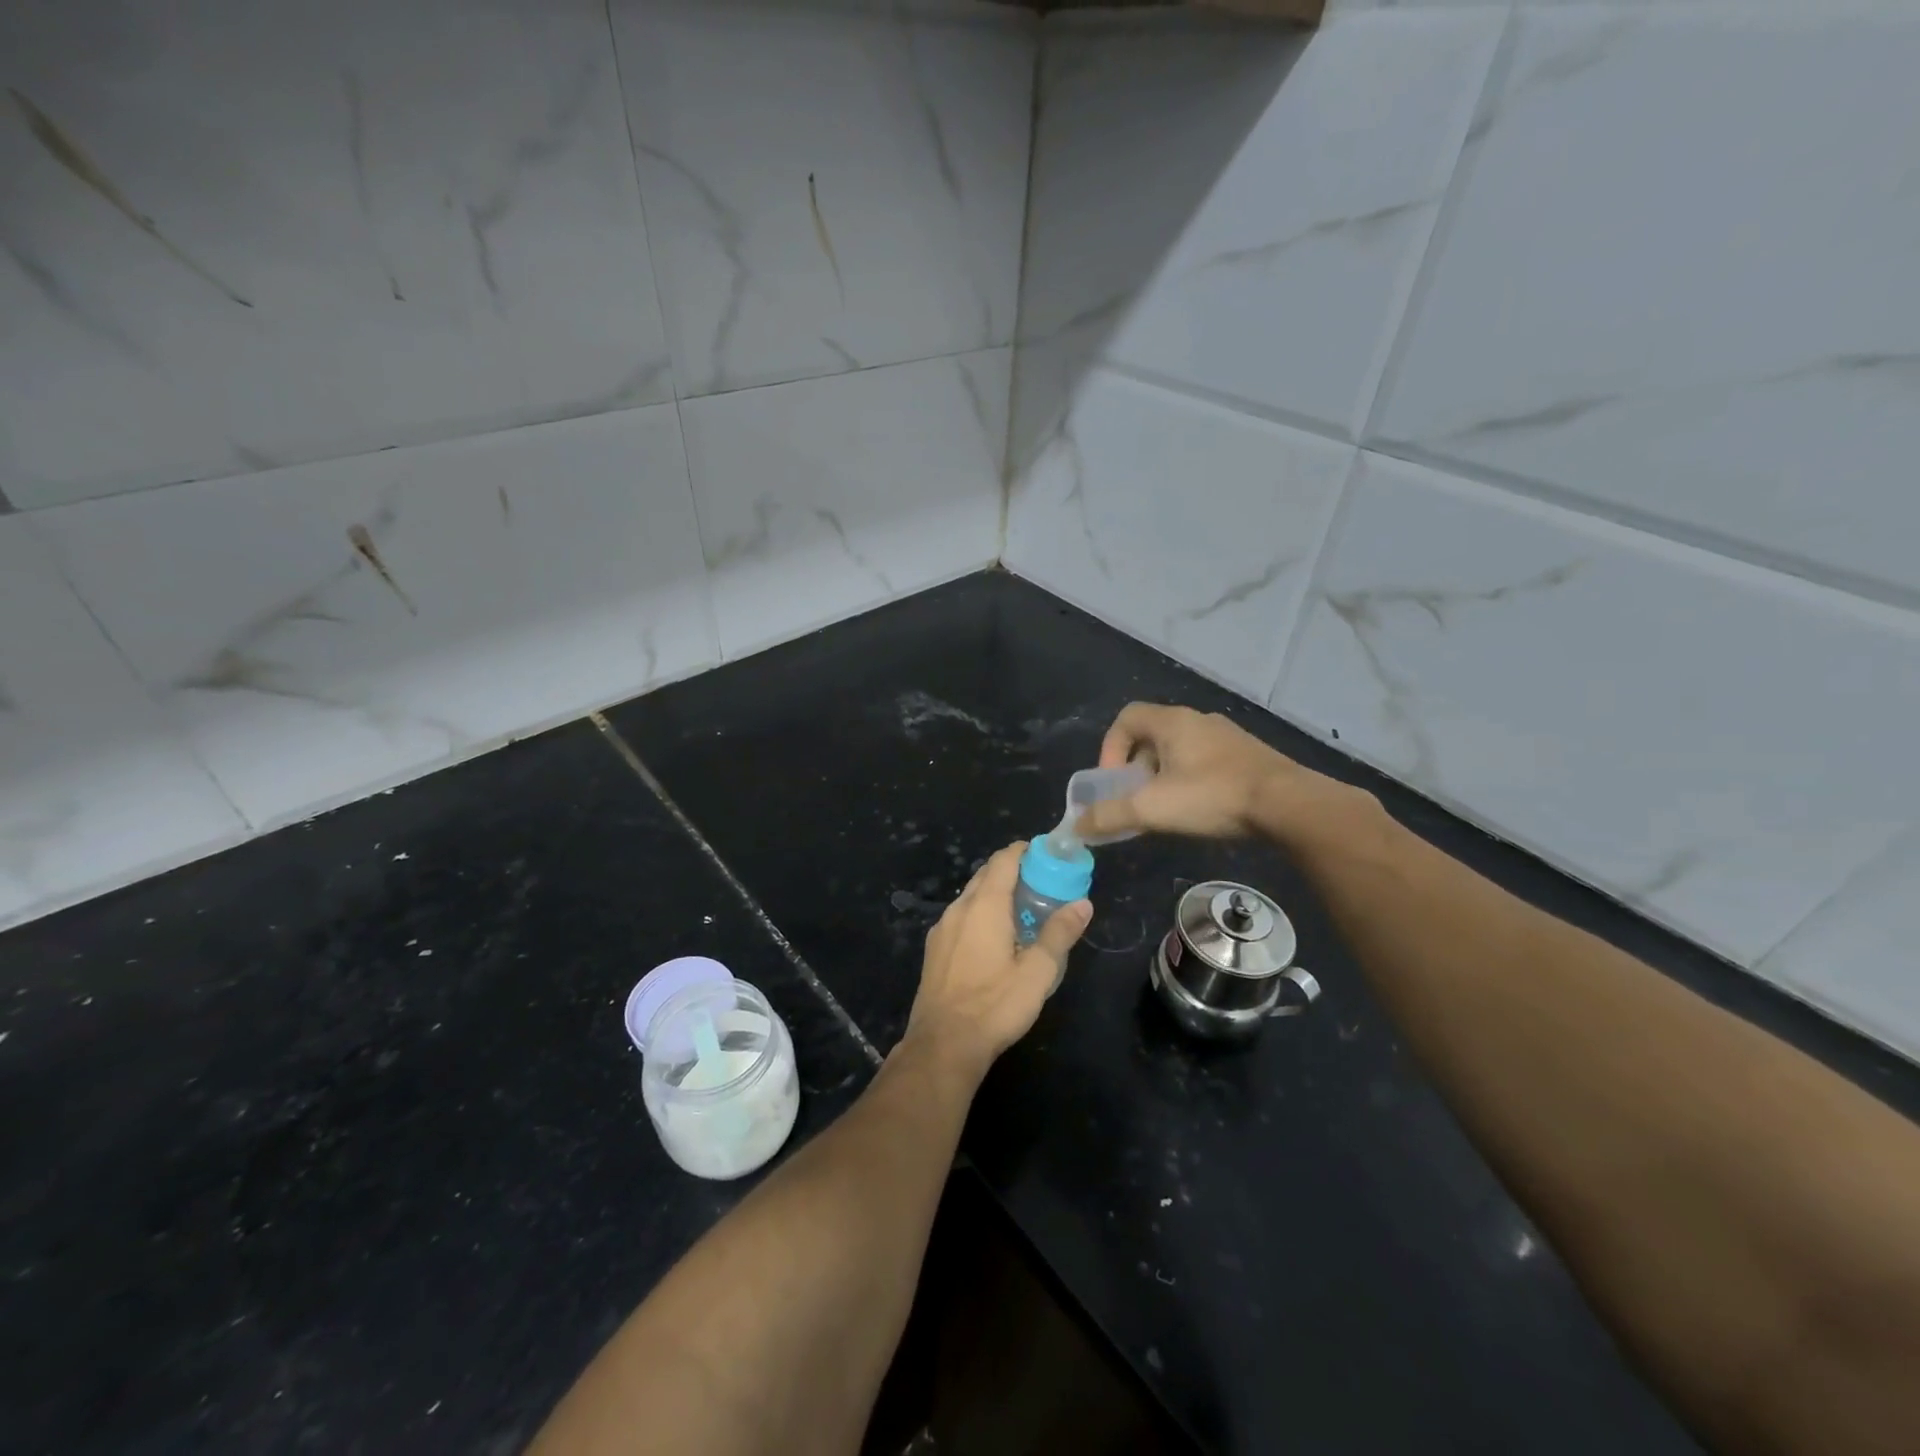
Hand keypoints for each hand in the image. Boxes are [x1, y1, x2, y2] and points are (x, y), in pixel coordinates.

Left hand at [905, 843, 1090, 1076]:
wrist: (943, 1044)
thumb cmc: (995, 1005)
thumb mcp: (1038, 971)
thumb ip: (1060, 933)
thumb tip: (1082, 903)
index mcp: (983, 905)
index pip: (1003, 860)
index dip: (1024, 851)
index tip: (1046, 854)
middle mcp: (959, 908)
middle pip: (986, 875)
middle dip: (1013, 871)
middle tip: (1042, 883)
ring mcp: (942, 929)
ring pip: (971, 896)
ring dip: (996, 893)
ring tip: (1023, 910)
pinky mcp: (934, 949)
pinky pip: (961, 917)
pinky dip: (981, 914)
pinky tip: (996, 938)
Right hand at [1075, 702, 1375, 848]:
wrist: (1289, 804)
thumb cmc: (1213, 796)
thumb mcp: (1152, 809)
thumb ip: (1110, 815)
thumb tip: (1076, 826)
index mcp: (1172, 722)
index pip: (1126, 718)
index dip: (1110, 748)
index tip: (1114, 781)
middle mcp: (1198, 720)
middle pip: (1151, 735)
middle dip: (1136, 768)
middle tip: (1137, 799)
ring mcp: (1227, 736)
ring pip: (1180, 750)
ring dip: (1164, 776)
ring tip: (1168, 808)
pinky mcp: (1248, 755)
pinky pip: (1206, 761)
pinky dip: (1192, 780)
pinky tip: (1202, 808)